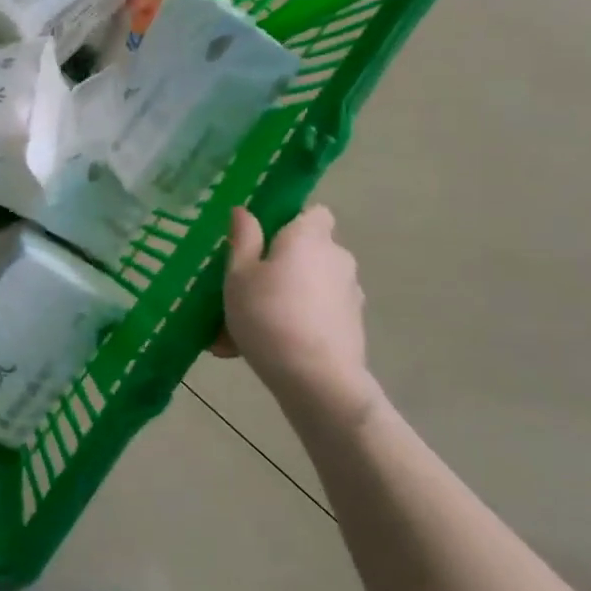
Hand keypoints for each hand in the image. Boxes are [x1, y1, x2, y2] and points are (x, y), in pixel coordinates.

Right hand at [217, 205, 377, 420]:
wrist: (316, 380)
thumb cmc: (268, 315)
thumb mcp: (238, 275)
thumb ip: (243, 240)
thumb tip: (244, 211)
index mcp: (309, 237)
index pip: (314, 212)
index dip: (290, 221)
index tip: (262, 241)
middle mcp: (337, 259)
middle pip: (308, 252)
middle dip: (281, 266)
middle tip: (245, 288)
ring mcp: (349, 294)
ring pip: (308, 287)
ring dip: (284, 298)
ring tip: (244, 328)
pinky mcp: (352, 326)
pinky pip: (315, 315)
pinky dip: (294, 324)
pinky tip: (261, 349)